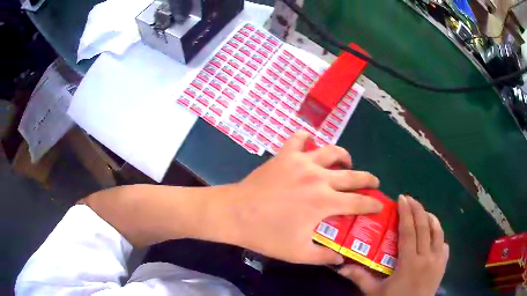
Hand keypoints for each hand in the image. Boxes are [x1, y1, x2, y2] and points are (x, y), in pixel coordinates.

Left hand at [232, 131, 382, 264]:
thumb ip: (324, 257)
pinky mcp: (285, 155)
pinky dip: (308, 139)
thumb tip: (341, 259)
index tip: (380, 204)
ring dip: (344, 156)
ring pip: (332, 151)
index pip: (358, 203)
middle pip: (352, 175)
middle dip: (368, 179)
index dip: (372, 204)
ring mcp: (302, 163)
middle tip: (374, 182)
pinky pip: (300, 139)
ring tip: (346, 163)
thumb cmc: (267, 235)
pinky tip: (310, 145)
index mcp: (325, 203)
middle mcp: (319, 178)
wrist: (235, 214)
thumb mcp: (298, 253)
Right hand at [338, 196, 448, 295]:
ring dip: (431, 219)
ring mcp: (437, 261)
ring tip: (423, 213)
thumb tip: (341, 266)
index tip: (402, 198)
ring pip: (438, 233)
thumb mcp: (375, 292)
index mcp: (409, 262)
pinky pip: (444, 246)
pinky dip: (439, 237)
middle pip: (424, 227)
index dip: (406, 213)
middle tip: (410, 199)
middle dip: (418, 210)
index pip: (409, 231)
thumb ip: (360, 278)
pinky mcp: (443, 266)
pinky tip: (434, 237)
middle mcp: (426, 257)